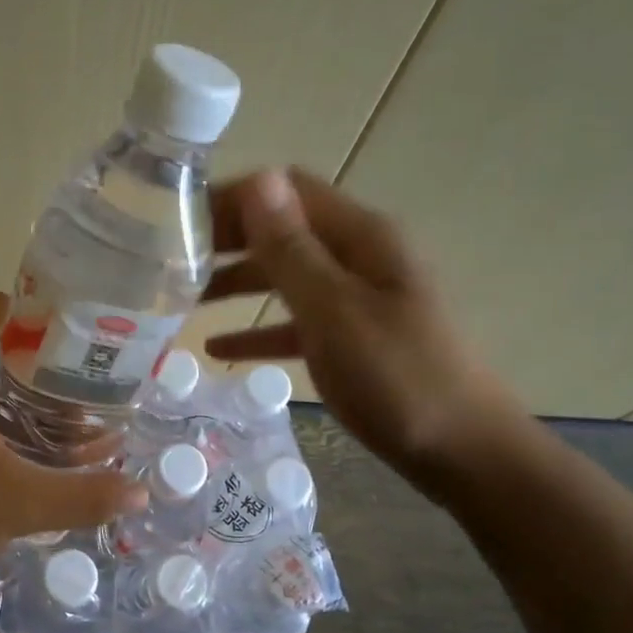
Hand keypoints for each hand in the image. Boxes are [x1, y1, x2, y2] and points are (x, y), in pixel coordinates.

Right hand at [202, 167, 525, 494]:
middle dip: (227, 239)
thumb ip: (293, 250)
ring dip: (236, 282)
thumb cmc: (399, 379)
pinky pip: (297, 322)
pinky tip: (220, 347)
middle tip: (166, 261)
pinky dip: (259, 328)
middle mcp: (359, 256)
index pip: (286, 190)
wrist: (465, 452)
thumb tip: (258, 179)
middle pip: (283, 230)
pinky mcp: (354, 339)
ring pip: (285, 276)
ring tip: (181, 300)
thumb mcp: (336, 313)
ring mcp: (358, 299)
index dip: (232, 197)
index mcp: (361, 237)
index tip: (176, 221)